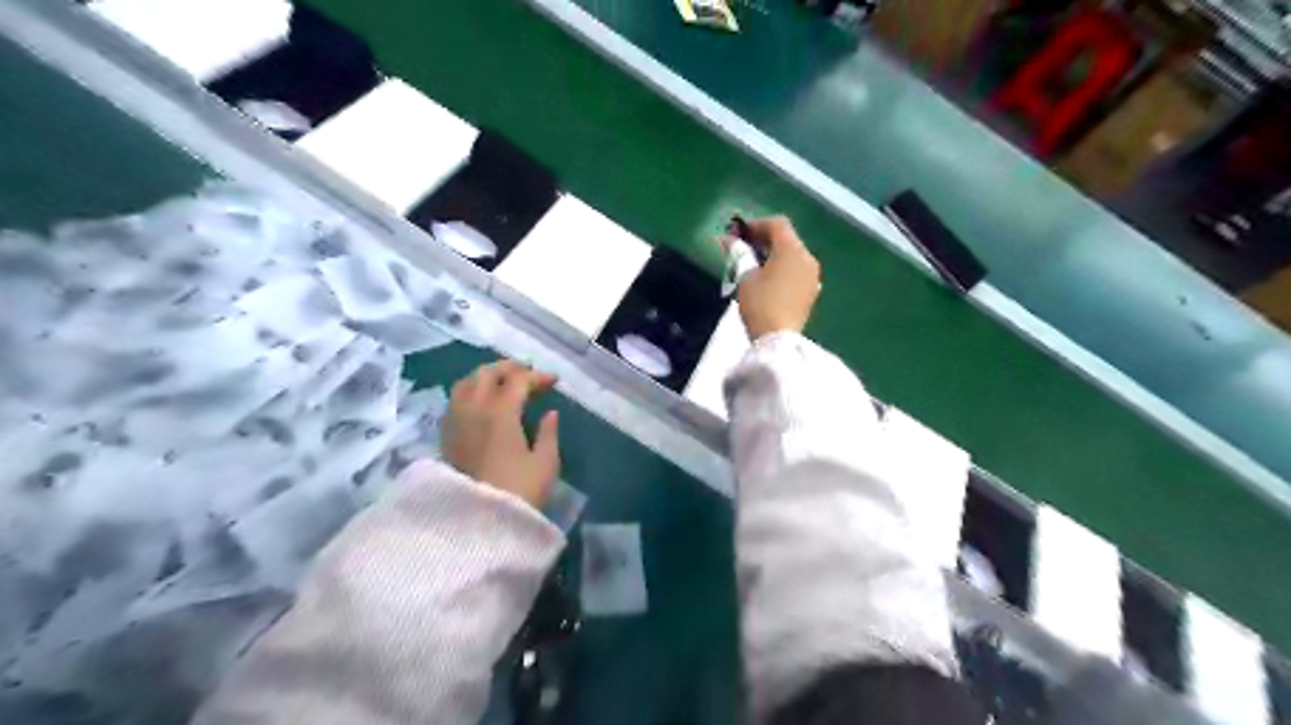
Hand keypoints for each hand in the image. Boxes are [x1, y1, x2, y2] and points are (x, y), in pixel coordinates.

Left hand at [446, 359, 560, 505]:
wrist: (477, 525)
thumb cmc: (519, 493)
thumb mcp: (545, 464)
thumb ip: (548, 434)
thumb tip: (550, 413)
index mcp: (500, 413)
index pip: (518, 380)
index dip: (538, 376)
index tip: (554, 381)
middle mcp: (473, 409)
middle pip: (486, 373)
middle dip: (508, 368)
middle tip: (528, 373)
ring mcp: (455, 422)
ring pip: (465, 383)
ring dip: (486, 377)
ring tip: (503, 384)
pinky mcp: (446, 437)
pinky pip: (455, 401)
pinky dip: (470, 392)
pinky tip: (481, 404)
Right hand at [730, 214, 821, 338]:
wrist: (778, 340)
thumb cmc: (760, 304)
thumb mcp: (744, 277)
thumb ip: (739, 254)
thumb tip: (730, 240)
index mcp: (792, 250)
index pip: (777, 224)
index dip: (756, 225)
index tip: (738, 234)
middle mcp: (807, 258)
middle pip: (787, 239)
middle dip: (765, 239)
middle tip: (744, 248)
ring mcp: (812, 276)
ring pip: (793, 255)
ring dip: (774, 255)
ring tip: (754, 266)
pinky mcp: (811, 292)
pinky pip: (797, 271)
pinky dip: (783, 269)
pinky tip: (768, 281)